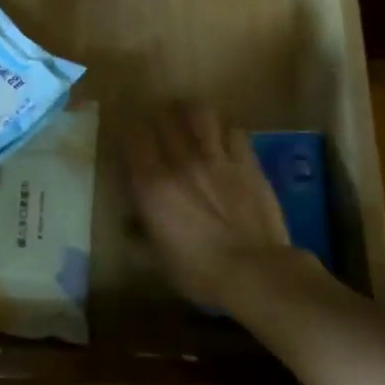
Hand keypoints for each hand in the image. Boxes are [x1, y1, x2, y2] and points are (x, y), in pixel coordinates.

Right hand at [126, 105, 295, 308]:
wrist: (255, 272)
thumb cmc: (198, 271)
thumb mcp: (157, 259)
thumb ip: (140, 233)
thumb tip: (130, 223)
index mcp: (152, 184)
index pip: (132, 137)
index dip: (129, 132)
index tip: (130, 141)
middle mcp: (181, 161)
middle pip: (164, 117)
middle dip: (159, 119)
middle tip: (159, 129)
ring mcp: (217, 157)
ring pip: (200, 113)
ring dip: (191, 114)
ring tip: (190, 123)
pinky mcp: (247, 162)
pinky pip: (234, 131)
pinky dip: (225, 131)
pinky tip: (223, 140)